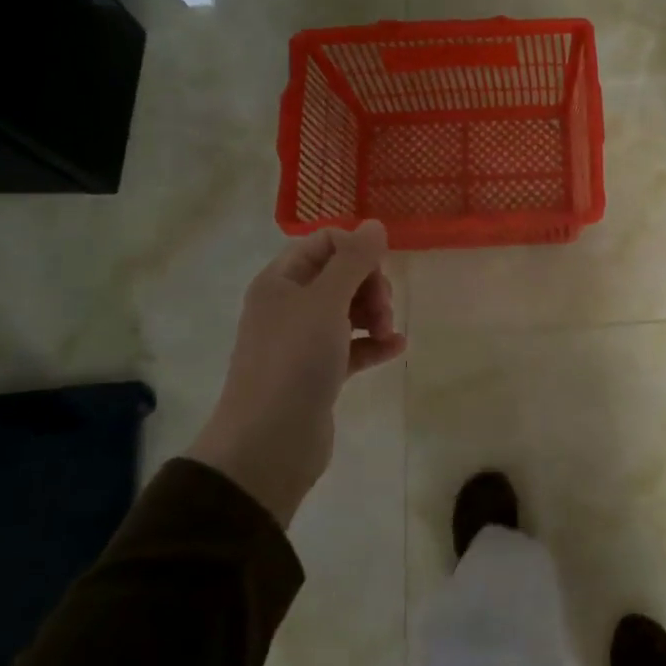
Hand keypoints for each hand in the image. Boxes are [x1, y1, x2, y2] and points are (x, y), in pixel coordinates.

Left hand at [189, 221, 405, 524]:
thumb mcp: (326, 301)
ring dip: (375, 313)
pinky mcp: (318, 373)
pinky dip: (374, 343)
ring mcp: (303, 341)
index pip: (324, 243)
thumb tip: (374, 224)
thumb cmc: (294, 361)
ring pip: (348, 310)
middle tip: (382, 308)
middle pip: (340, 275)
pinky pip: (352, 346)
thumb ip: (353, 260)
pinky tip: (396, 348)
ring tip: (387, 332)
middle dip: (370, 285)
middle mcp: (289, 306)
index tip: (378, 271)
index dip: (356, 250)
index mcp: (281, 281)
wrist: (269, 441)